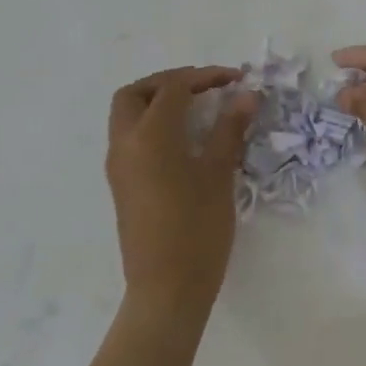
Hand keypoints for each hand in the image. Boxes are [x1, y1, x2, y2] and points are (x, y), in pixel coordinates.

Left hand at [106, 66, 256, 317]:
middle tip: (205, 87)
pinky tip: (186, 139)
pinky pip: (131, 137)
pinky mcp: (122, 184)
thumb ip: (229, 130)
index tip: (237, 80)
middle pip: (136, 93)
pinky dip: (154, 124)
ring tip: (198, 109)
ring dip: (158, 102)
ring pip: (128, 115)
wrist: (167, 287)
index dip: (205, 77)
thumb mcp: (219, 174)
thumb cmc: (197, 229)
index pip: (173, 88)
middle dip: (169, 82)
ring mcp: (118, 166)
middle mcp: (125, 144)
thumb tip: (247, 96)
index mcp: (149, 136)